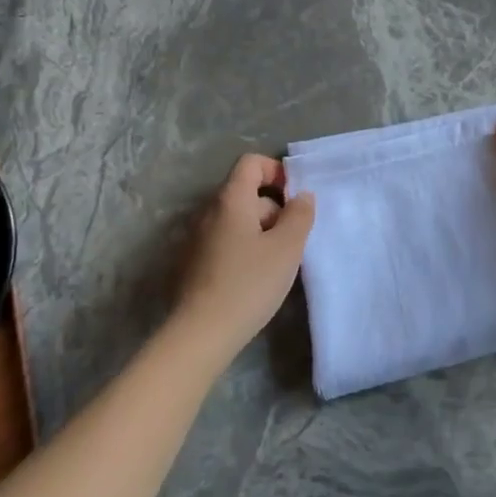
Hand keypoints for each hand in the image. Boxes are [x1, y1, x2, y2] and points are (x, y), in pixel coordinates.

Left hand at [172, 154, 315, 353]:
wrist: (201, 333)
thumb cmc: (248, 284)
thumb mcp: (287, 248)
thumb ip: (299, 215)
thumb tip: (302, 196)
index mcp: (230, 200)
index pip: (251, 163)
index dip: (276, 171)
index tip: (296, 198)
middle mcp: (209, 211)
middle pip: (246, 193)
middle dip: (275, 209)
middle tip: (294, 240)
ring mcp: (197, 238)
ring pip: (237, 220)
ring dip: (261, 232)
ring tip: (279, 263)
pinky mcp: (193, 263)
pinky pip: (226, 242)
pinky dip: (245, 249)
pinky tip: (256, 278)